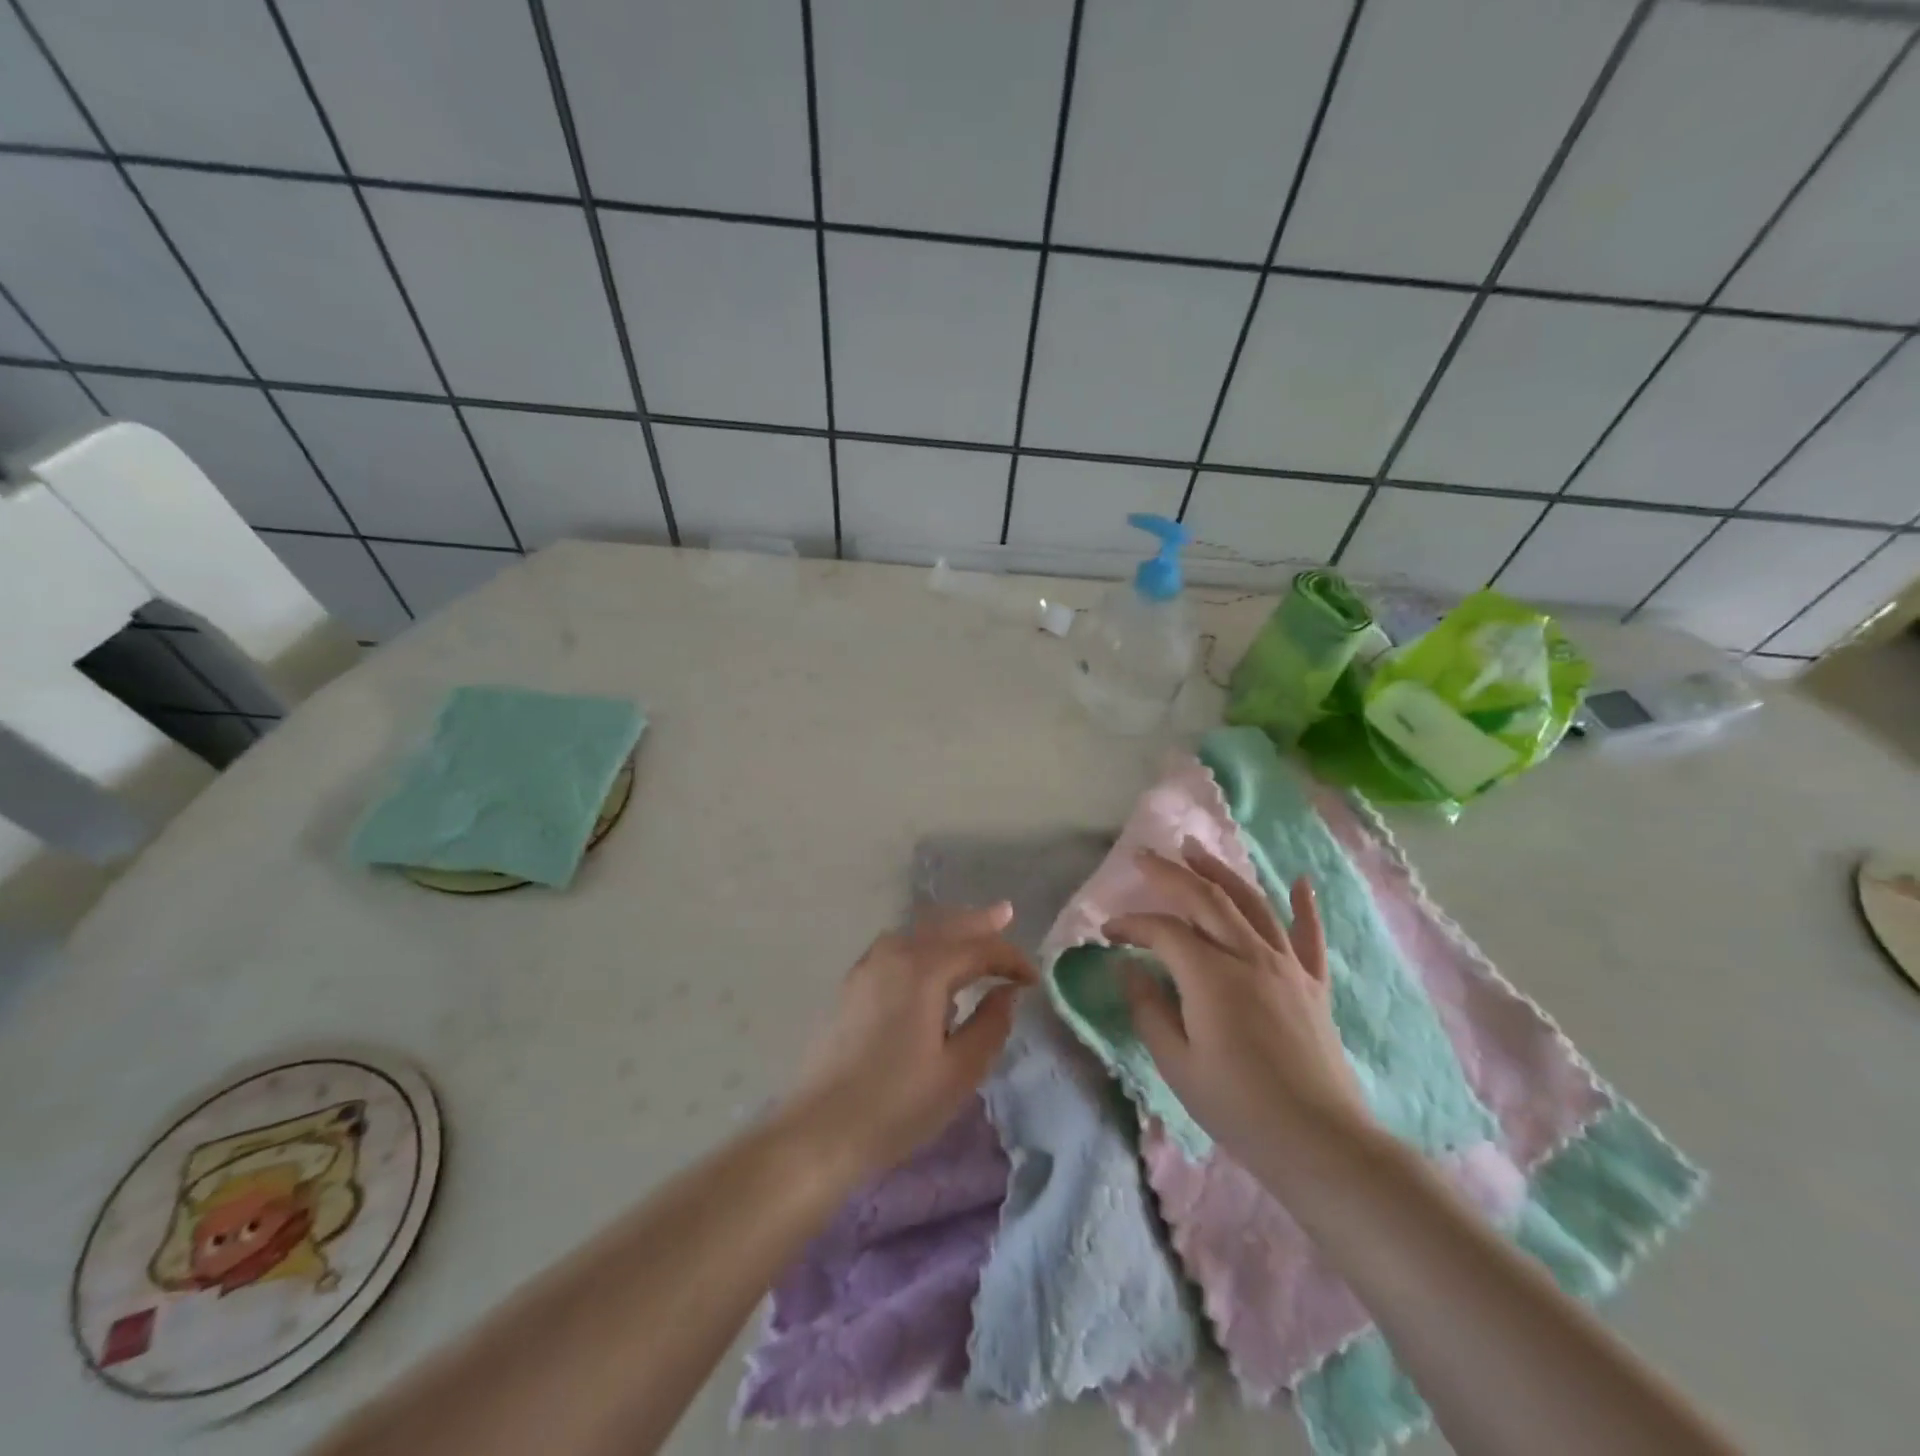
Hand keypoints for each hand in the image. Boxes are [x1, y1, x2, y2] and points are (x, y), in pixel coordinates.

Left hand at [788, 903, 1035, 1176]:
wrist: (822, 1129)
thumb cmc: (898, 1104)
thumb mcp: (960, 1071)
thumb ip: (991, 1025)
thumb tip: (1006, 993)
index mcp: (924, 970)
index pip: (978, 949)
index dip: (1010, 959)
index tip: (1033, 979)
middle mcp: (894, 954)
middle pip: (945, 926)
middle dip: (978, 922)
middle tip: (1006, 913)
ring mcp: (868, 966)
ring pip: (918, 932)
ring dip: (949, 930)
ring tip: (973, 932)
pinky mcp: (854, 984)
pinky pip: (897, 946)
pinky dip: (923, 943)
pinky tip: (930, 962)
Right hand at [1109, 839, 1370, 1172]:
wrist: (1320, 1143)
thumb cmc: (1239, 1107)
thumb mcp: (1177, 1065)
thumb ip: (1149, 1010)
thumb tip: (1130, 970)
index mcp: (1211, 975)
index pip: (1163, 932)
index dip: (1131, 925)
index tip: (1107, 932)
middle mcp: (1249, 956)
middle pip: (1205, 899)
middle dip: (1170, 874)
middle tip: (1143, 856)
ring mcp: (1287, 967)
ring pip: (1251, 903)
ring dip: (1220, 872)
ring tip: (1196, 849)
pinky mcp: (1313, 985)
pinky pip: (1309, 936)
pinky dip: (1304, 906)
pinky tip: (1301, 880)